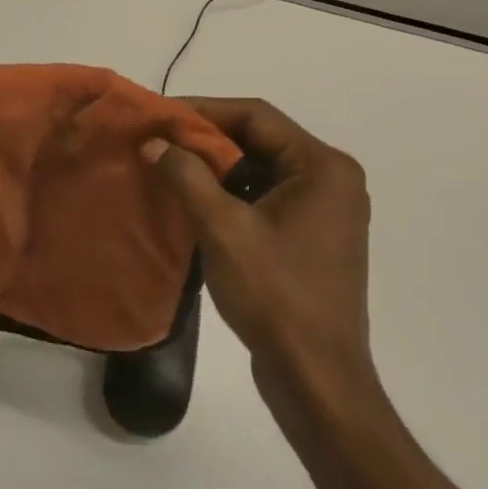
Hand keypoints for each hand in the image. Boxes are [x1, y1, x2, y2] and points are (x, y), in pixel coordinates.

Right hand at [142, 99, 377, 412]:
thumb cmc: (275, 295)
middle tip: (160, 142)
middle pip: (261, 140)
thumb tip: (155, 143)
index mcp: (323, 167)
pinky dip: (233, 195)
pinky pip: (268, 198)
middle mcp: (332, 179)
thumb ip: (187, 177)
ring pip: (262, 170)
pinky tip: (196, 204)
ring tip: (170, 169)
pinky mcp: (313, 237)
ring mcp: (326, 211)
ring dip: (217, 169)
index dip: (205, 111)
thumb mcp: (223, 228)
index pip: (256, 116)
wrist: (316, 378)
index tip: (161, 116)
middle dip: (208, 141)